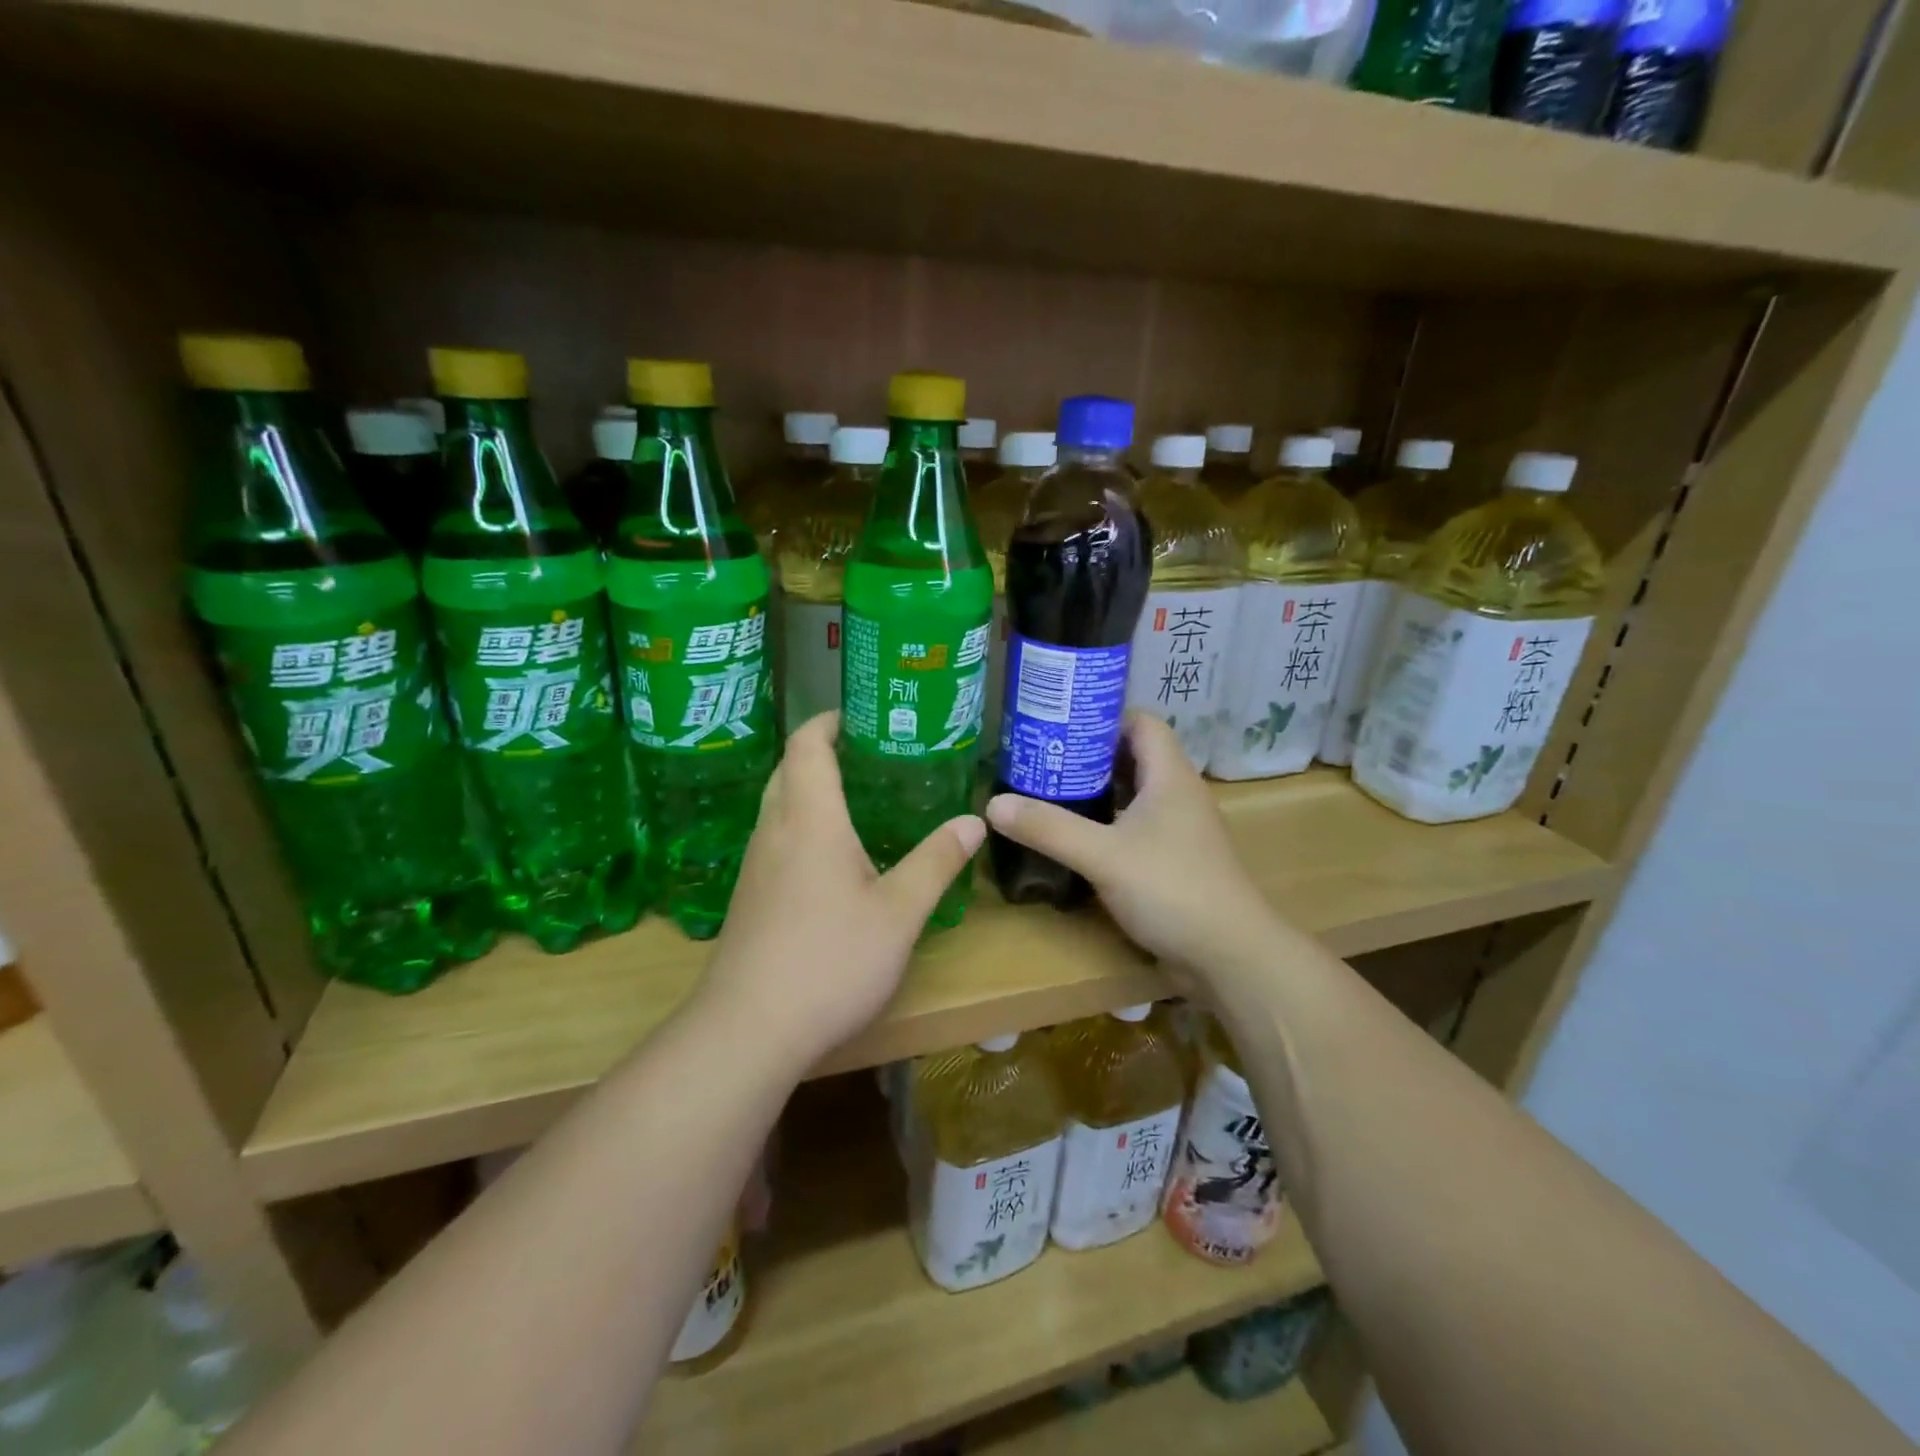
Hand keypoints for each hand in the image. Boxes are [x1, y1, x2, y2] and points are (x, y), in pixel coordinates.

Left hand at [696, 712, 985, 1066]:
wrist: (748, 1030)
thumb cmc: (829, 961)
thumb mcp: (899, 913)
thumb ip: (936, 862)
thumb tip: (973, 820)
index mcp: (810, 819)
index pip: (807, 744)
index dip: (829, 720)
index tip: (862, 714)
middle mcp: (775, 830)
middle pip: (788, 768)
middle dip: (822, 749)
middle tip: (871, 752)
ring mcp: (755, 864)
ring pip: (778, 803)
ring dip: (810, 786)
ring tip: (858, 795)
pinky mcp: (749, 896)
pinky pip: (775, 836)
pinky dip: (802, 822)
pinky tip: (832, 855)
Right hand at [984, 712, 1281, 972]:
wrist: (1231, 957)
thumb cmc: (1171, 889)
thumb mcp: (1102, 855)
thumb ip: (1049, 828)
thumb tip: (993, 804)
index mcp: (1170, 776)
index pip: (1141, 722)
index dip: (1102, 716)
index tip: (1059, 724)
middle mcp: (1179, 794)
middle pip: (1134, 756)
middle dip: (1089, 754)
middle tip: (1042, 759)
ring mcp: (1180, 829)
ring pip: (1135, 794)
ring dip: (1097, 791)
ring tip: (1050, 792)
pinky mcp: (1176, 861)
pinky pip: (1138, 827)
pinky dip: (1109, 824)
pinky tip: (1079, 838)